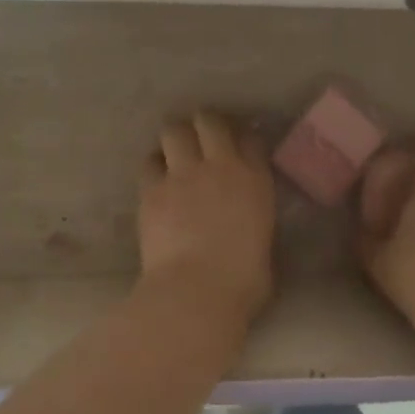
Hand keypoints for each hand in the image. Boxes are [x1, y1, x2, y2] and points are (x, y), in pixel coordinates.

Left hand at [137, 111, 276, 323]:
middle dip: (204, 125)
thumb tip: (247, 226)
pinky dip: (154, 167)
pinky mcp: (151, 190)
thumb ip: (256, 222)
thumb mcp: (265, 245)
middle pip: (208, 121)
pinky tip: (156, 181)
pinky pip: (149, 163)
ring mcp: (181, 174)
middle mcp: (219, 166)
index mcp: (255, 180)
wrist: (197, 292)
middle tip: (201, 140)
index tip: (239, 148)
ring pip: (172, 131)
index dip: (243, 139)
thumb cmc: (243, 281)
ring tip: (174, 155)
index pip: (251, 139)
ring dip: (175, 140)